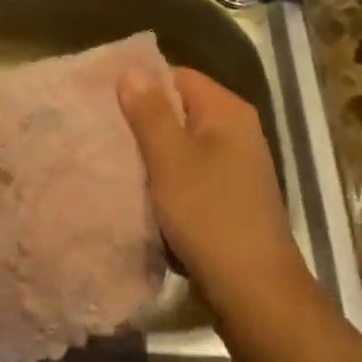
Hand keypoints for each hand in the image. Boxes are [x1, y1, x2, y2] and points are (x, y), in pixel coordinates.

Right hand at [117, 68, 308, 302]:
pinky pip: (191, 173)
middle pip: (180, 109)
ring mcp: (237, 165)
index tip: (107, 103)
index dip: (142, 86)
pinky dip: (169, 180)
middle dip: (144, 122)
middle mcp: (237, 130)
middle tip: (105, 133)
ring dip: (154, 155)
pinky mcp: (230, 197)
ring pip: (183, 145)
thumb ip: (150, 112)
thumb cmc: (210, 216)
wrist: (256, 293)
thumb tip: (132, 68)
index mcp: (227, 111)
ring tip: (118, 163)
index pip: (177, 76)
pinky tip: (144, 195)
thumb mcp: (170, 159)